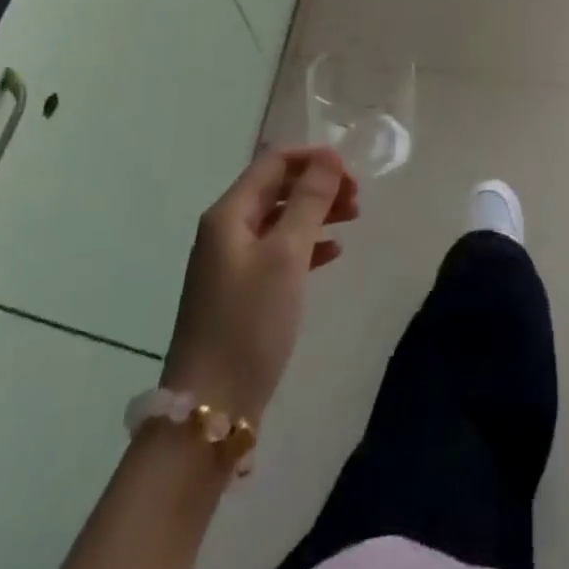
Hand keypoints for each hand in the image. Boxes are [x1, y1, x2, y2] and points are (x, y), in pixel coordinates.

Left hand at [160, 146, 359, 422]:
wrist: (210, 412)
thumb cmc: (248, 323)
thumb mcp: (286, 255)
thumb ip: (309, 201)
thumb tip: (329, 156)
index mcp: (228, 214)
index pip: (273, 162)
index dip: (313, 159)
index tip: (351, 173)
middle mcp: (226, 231)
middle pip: (277, 189)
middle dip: (318, 185)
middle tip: (358, 199)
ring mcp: (231, 264)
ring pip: (281, 219)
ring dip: (317, 212)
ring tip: (354, 218)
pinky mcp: (241, 293)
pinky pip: (279, 251)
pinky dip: (307, 244)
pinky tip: (334, 252)